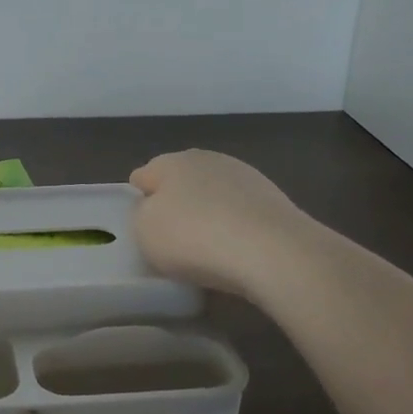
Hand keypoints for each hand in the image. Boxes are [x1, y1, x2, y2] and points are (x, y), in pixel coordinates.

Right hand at [130, 150, 311, 296]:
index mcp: (170, 161)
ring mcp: (245, 176)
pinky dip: (235, 229)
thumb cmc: (194, 237)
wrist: (274, 251)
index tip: (143, 231)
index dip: (138, 203)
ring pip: (213, 197)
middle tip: (173, 243)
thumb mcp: (144, 231)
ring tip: (208, 253)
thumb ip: (141, 215)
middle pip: (180, 184)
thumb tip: (154, 209)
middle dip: (175, 207)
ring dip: (208, 217)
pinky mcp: (274, 199)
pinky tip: (237, 254)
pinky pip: (240, 215)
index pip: (142, 177)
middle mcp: (207, 159)